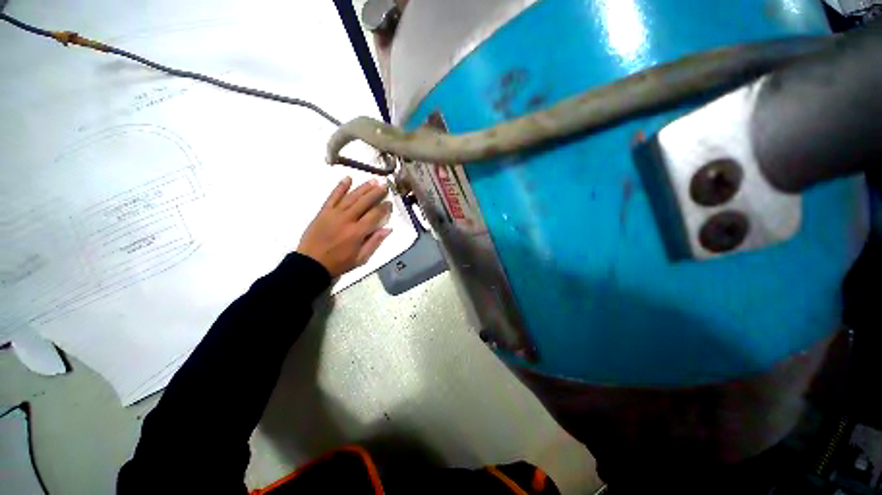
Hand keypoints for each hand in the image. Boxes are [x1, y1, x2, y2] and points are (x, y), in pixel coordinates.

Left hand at [297, 177, 392, 277]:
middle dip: (376, 192)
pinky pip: (333, 196)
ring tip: (373, 180)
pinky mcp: (323, 212)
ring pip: (351, 197)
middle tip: (384, 185)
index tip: (389, 202)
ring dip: (363, 188)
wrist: (311, 264)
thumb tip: (388, 229)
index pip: (375, 215)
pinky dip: (340, 187)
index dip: (384, 207)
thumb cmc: (339, 263)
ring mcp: (334, 214)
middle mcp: (347, 219)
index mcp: (358, 232)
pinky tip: (348, 178)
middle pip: (364, 202)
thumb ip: (375, 242)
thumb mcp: (361, 258)